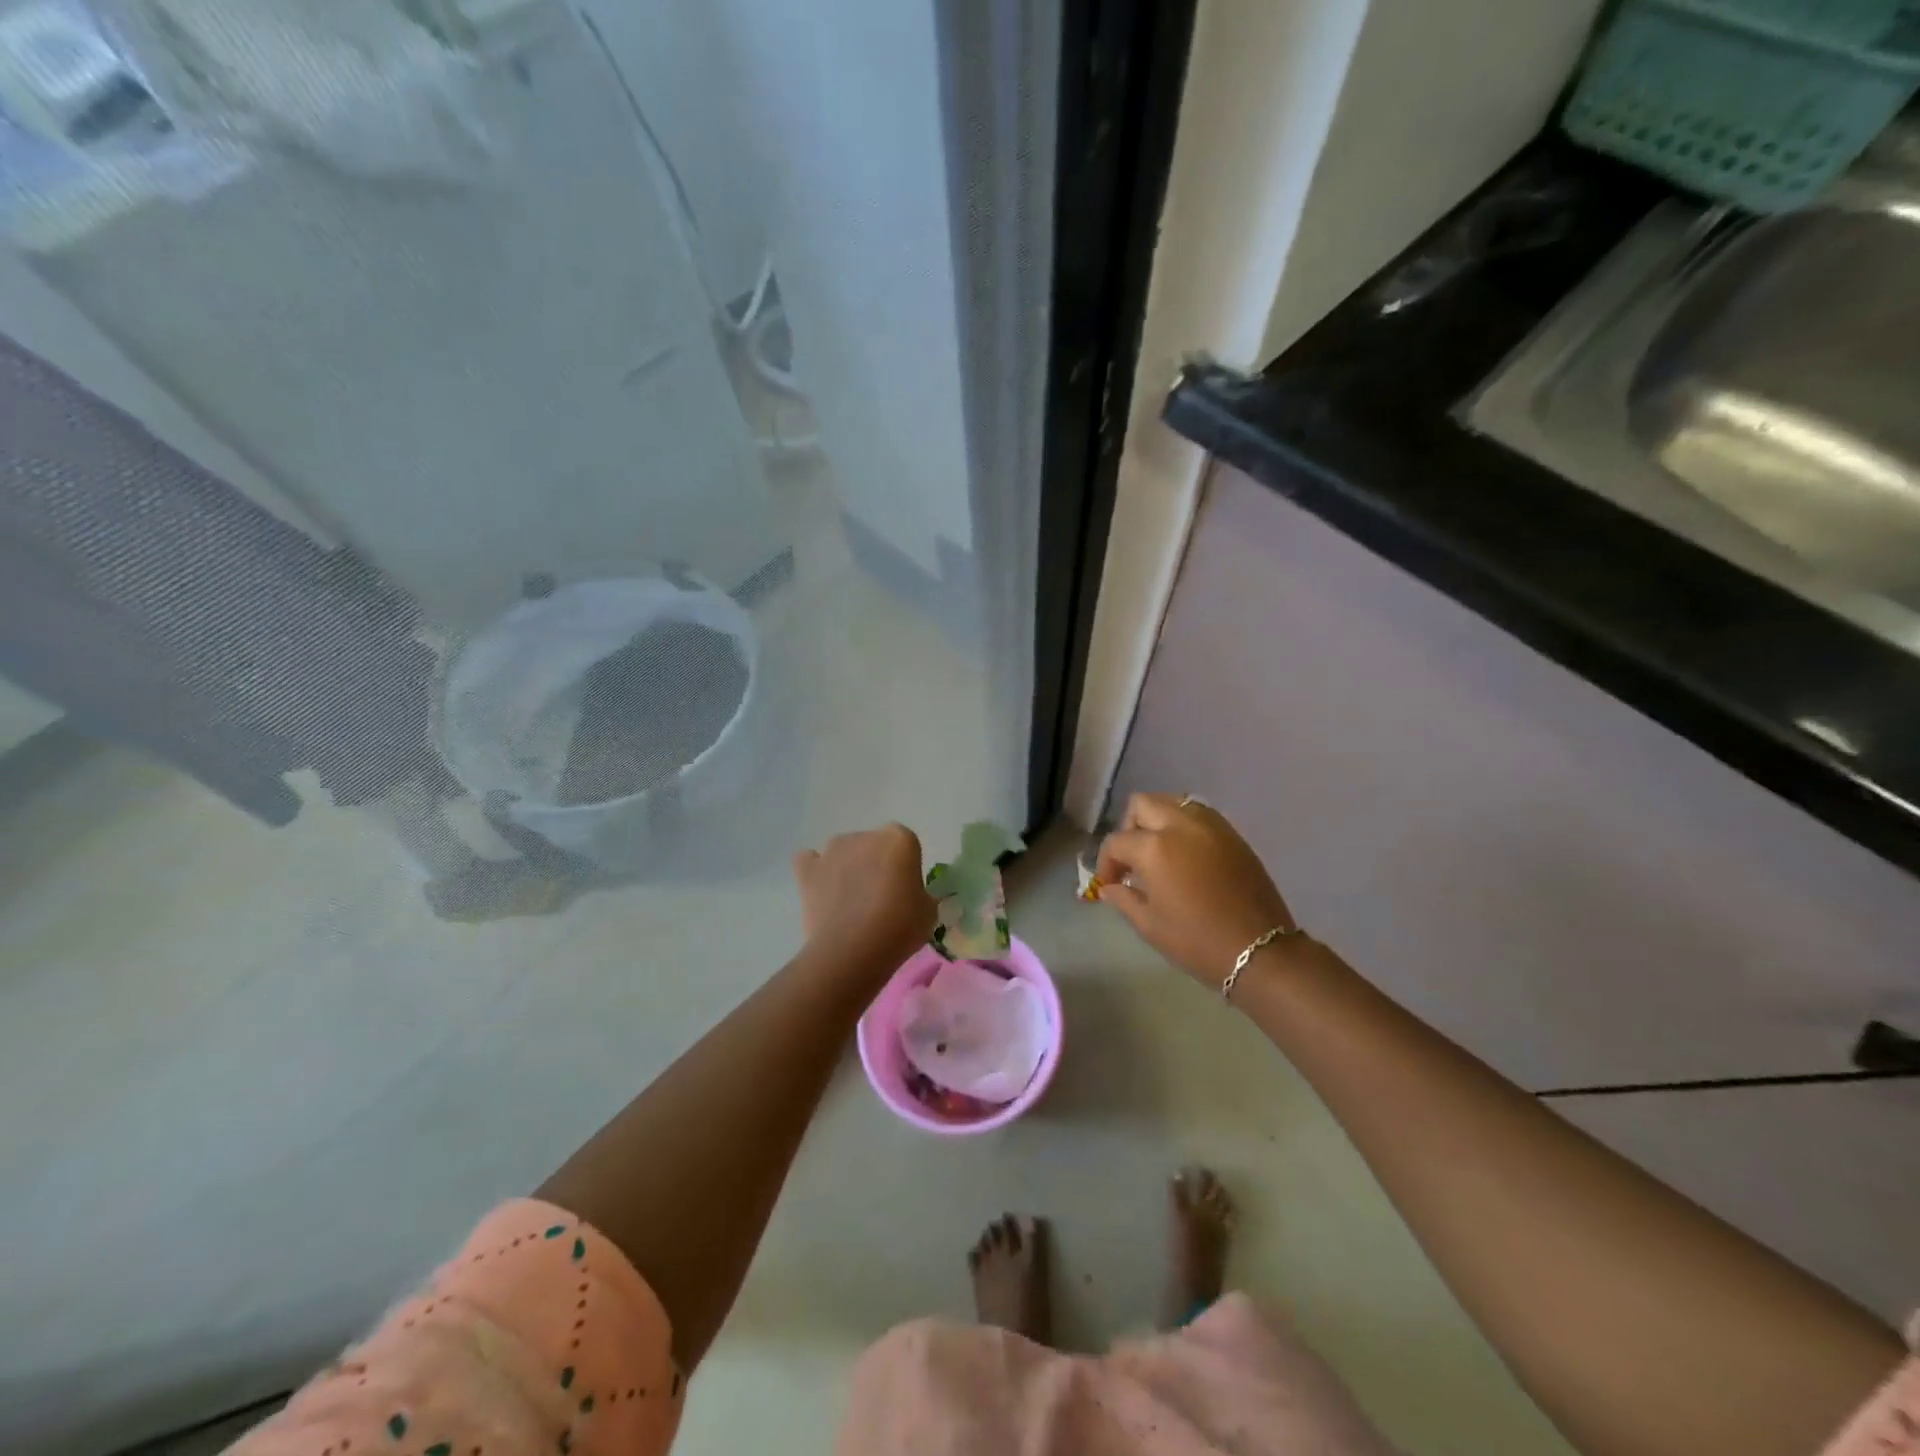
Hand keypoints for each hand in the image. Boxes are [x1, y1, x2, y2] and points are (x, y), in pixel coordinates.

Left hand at [792, 824, 936, 973]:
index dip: (904, 866)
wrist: (853, 949)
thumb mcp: (928, 912)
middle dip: (875, 865)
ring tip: (848, 901)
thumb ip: (919, 894)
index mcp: (899, 839)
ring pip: (842, 852)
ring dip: (846, 868)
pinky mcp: (807, 870)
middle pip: (872, 845)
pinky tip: (821, 891)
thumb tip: (910, 897)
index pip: (904, 844)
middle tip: (878, 898)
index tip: (905, 890)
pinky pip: (809, 861)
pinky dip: (814, 871)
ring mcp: (832, 851)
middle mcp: (864, 836)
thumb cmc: (900, 927)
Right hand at [1096, 794, 1297, 987]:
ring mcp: (1211, 826)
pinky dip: (1185, 825)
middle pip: (1142, 804)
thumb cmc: (1197, 941)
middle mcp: (1180, 825)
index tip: (1109, 884)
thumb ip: (1123, 898)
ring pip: (1173, 802)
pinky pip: (1199, 815)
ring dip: (1158, 821)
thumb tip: (1110, 887)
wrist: (1259, 951)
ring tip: (1160, 852)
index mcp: (1154, 847)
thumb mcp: (1149, 925)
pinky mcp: (1233, 834)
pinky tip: (1187, 855)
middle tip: (1132, 859)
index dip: (1106, 863)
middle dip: (1129, 828)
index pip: (1117, 841)